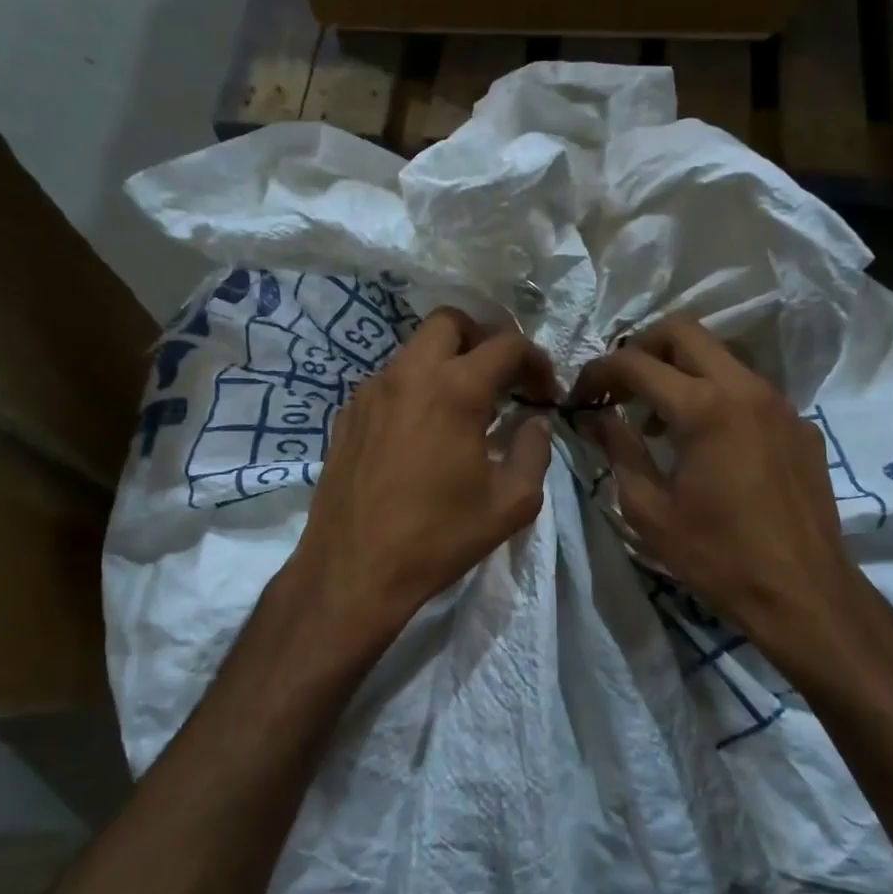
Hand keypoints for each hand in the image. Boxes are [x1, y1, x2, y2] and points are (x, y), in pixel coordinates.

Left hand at [285, 308, 559, 642]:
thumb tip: (534, 422)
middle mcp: (409, 374)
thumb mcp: (510, 503)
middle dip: (484, 340)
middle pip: (451, 322)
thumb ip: (533, 451)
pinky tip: (421, 432)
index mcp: (455, 389)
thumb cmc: (438, 537)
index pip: (507, 345)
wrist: (353, 570)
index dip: (537, 362)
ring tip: (462, 408)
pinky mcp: (347, 414)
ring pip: (415, 350)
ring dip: (446, 363)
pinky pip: (389, 381)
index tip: (545, 393)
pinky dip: (415, 389)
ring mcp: (371, 391)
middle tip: (500, 380)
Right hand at [571, 318, 865, 655]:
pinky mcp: (800, 425)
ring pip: (720, 356)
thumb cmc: (716, 555)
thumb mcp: (649, 508)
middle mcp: (745, 388)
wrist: (804, 593)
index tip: (581, 397)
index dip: (598, 372)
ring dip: (680, 371)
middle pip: (683, 331)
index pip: (636, 362)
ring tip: (658, 421)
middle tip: (620, 388)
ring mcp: (779, 403)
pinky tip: (708, 445)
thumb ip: (618, 449)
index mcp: (703, 407)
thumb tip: (594, 417)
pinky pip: (748, 390)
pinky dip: (716, 397)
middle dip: (641, 349)